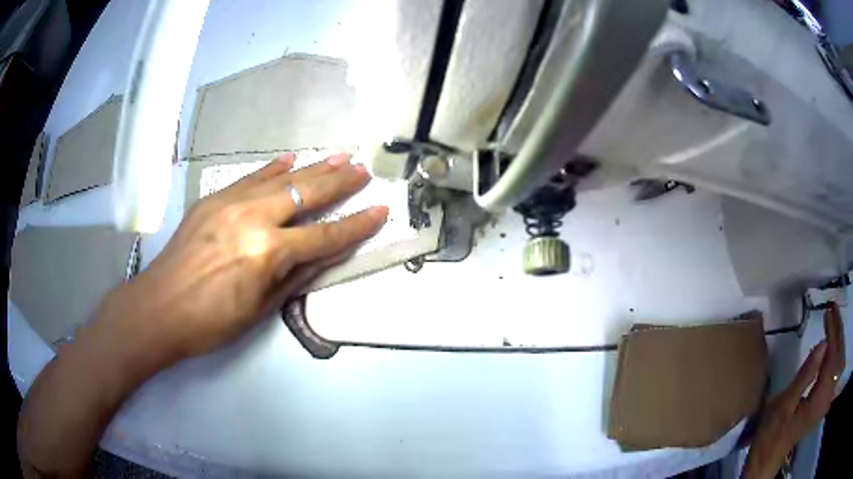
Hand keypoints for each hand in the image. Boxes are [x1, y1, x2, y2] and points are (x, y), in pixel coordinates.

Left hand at [97, 152, 387, 366]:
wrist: (159, 307)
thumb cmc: (211, 321)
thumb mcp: (259, 308)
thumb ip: (294, 276)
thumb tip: (322, 255)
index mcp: (268, 253)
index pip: (324, 236)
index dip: (356, 225)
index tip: (380, 211)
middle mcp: (254, 218)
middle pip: (307, 194)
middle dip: (340, 182)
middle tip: (363, 169)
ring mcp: (231, 202)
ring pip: (282, 178)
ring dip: (313, 167)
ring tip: (339, 156)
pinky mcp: (213, 198)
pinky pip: (250, 177)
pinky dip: (273, 168)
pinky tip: (290, 158)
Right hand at [743, 303, 845, 478]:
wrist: (768, 459)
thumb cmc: (772, 434)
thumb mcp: (784, 405)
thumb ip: (805, 375)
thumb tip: (822, 344)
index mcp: (819, 400)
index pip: (832, 357)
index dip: (833, 332)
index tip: (829, 310)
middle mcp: (826, 399)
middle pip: (838, 357)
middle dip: (838, 331)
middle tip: (833, 309)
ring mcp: (825, 402)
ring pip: (838, 362)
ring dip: (838, 340)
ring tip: (834, 321)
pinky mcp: (823, 403)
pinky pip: (835, 371)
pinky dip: (836, 354)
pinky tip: (833, 345)